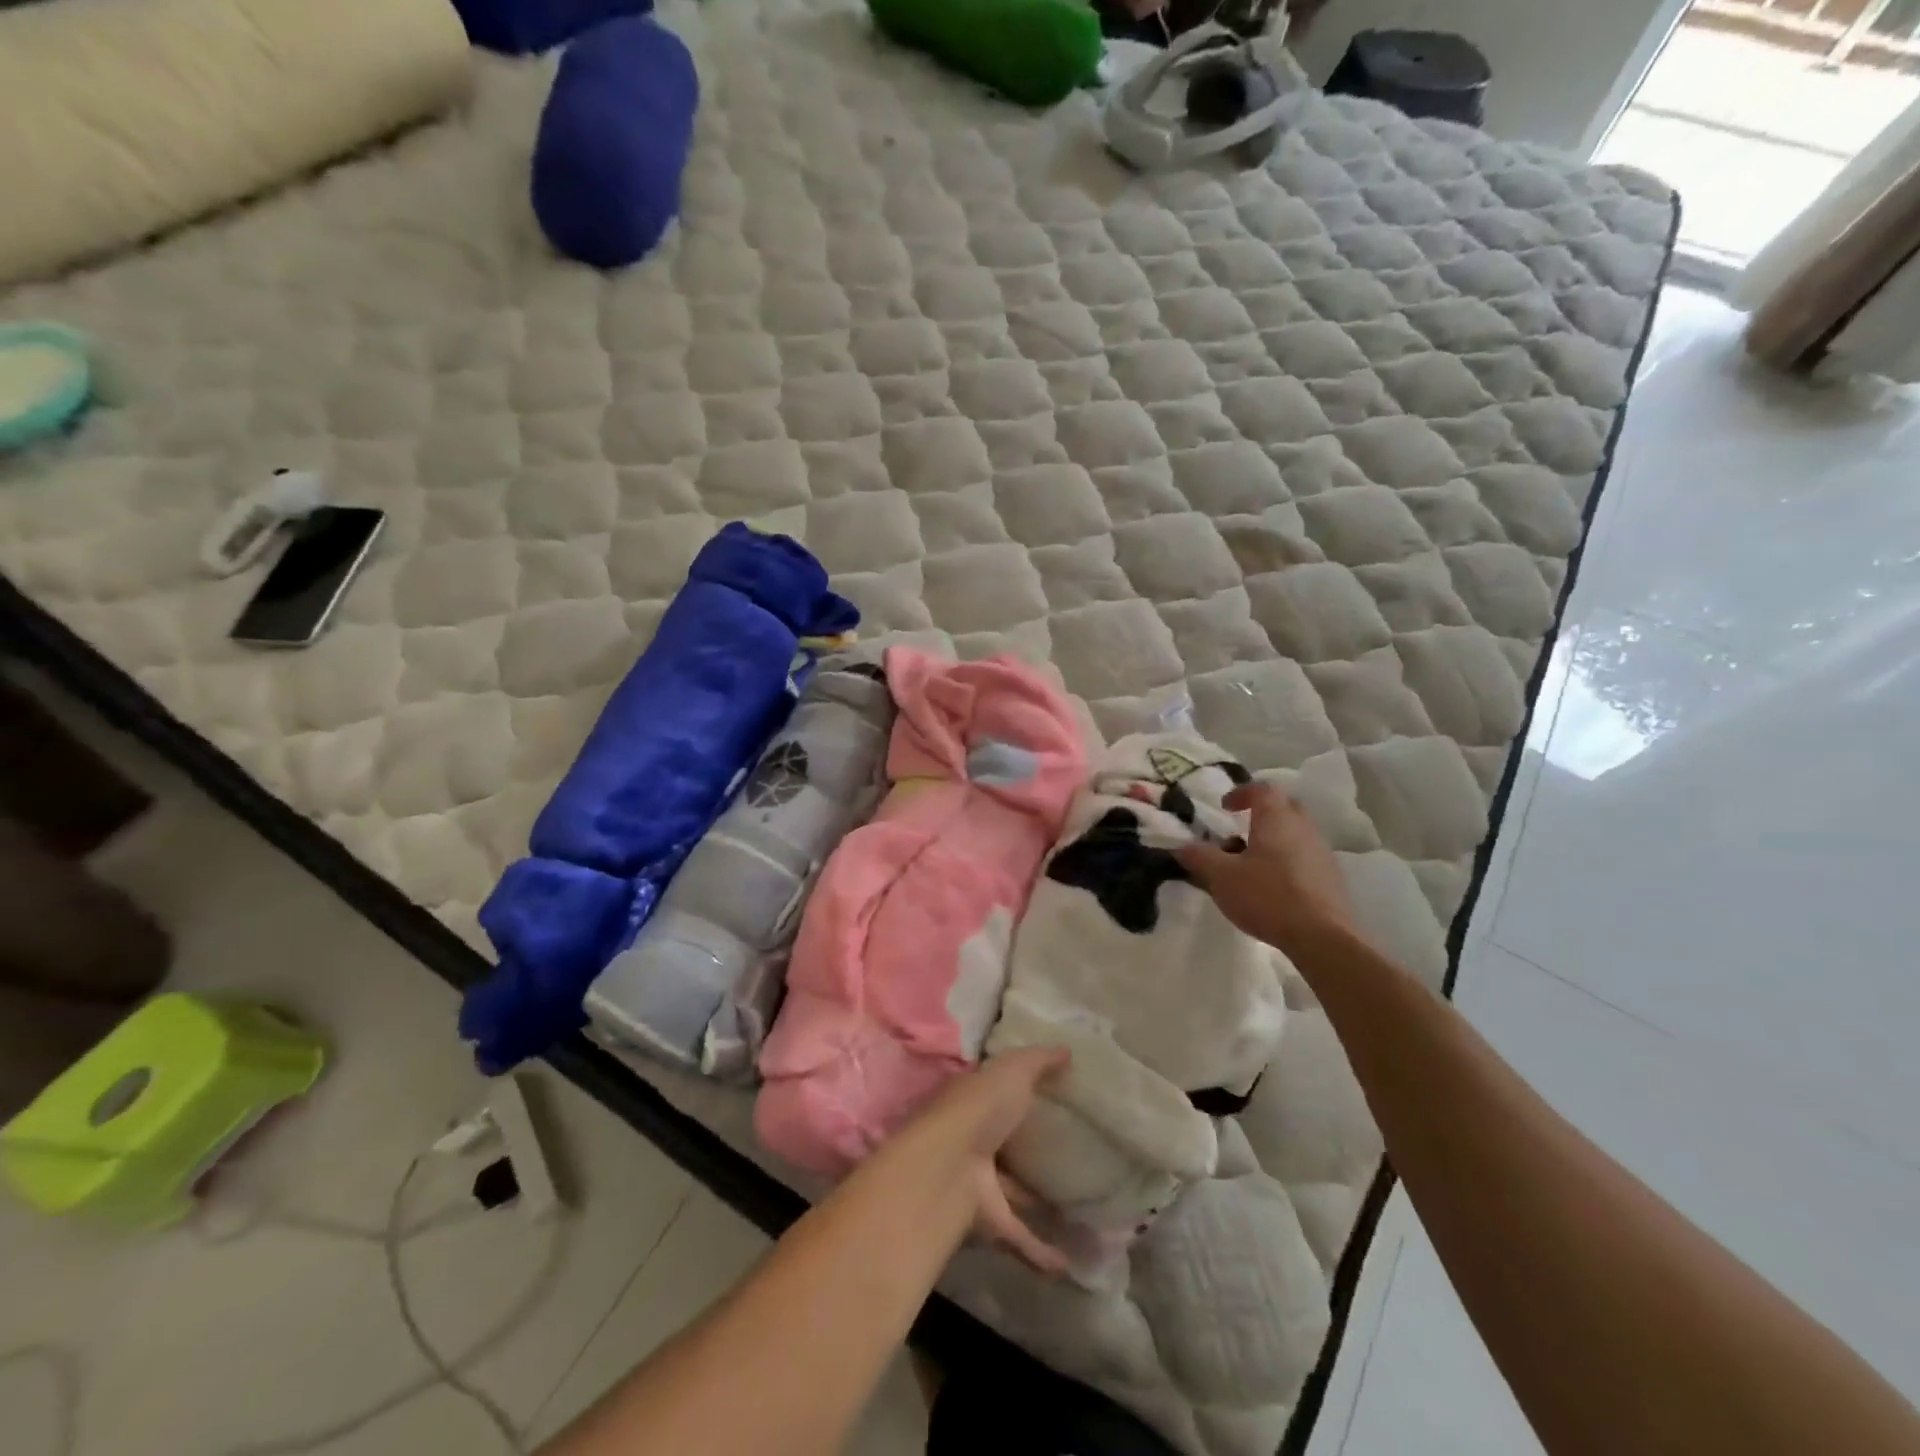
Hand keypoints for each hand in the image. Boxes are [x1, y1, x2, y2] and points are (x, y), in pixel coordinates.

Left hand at [886, 1047, 1070, 1276]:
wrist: (947, 1168)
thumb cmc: (979, 1109)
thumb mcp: (1013, 1071)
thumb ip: (1040, 1061)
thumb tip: (1067, 1051)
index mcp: (976, 1102)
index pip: (997, 1095)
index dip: (1020, 1094)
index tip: (1052, 1100)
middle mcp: (975, 1141)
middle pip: (1005, 1145)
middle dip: (1029, 1150)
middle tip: (1070, 1156)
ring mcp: (980, 1183)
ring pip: (1012, 1192)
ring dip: (1037, 1202)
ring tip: (1077, 1209)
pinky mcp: (988, 1221)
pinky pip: (1019, 1237)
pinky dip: (1040, 1252)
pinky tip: (1068, 1265)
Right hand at [1175, 782, 1360, 962]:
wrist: (1323, 938)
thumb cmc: (1268, 897)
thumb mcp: (1221, 877)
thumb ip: (1198, 857)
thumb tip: (1180, 846)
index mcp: (1276, 819)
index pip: (1261, 789)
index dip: (1241, 793)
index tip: (1224, 807)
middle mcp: (1303, 828)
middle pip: (1284, 807)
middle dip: (1261, 813)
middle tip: (1240, 829)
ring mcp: (1322, 852)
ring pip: (1296, 833)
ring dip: (1275, 839)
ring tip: (1252, 862)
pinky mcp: (1332, 878)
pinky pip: (1306, 857)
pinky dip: (1288, 861)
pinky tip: (1274, 886)